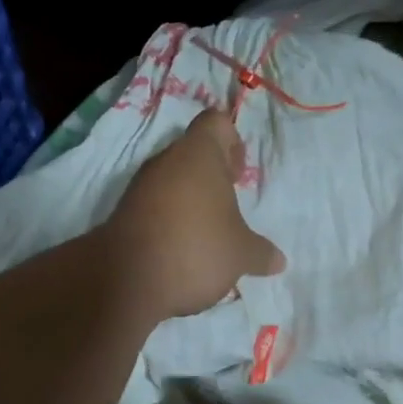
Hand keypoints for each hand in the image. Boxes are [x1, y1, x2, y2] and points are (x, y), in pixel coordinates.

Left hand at [106, 110, 285, 317]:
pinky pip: (154, 207)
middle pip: (192, 154)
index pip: (215, 123)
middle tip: (229, 206)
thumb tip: (279, 261)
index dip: (231, 142)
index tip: (238, 174)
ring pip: (171, 181)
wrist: (127, 280)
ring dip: (190, 200)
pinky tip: (182, 250)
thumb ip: (261, 252)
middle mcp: (166, 161)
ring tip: (208, 234)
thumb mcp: (241, 254)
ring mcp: (140, 187)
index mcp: (199, 155)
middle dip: (212, 176)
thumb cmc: (197, 249)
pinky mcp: (123, 213)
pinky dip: (169, 220)